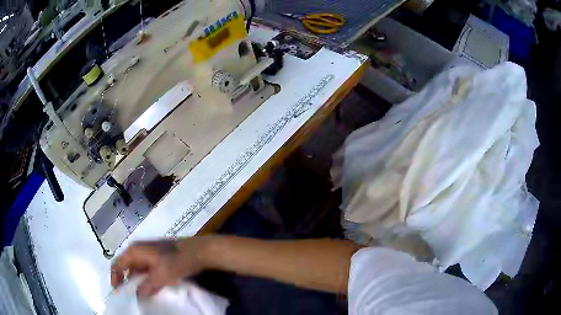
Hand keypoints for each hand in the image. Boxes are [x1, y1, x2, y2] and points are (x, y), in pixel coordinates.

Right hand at [111, 238, 203, 296]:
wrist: (197, 252)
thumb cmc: (176, 261)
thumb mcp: (160, 276)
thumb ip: (146, 287)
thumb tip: (137, 296)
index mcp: (135, 251)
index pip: (118, 264)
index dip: (115, 277)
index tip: (116, 292)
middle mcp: (139, 251)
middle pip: (126, 267)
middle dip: (125, 281)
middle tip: (126, 296)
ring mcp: (149, 254)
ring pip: (137, 270)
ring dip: (137, 282)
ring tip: (137, 296)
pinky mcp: (158, 259)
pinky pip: (147, 271)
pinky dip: (146, 281)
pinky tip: (149, 290)